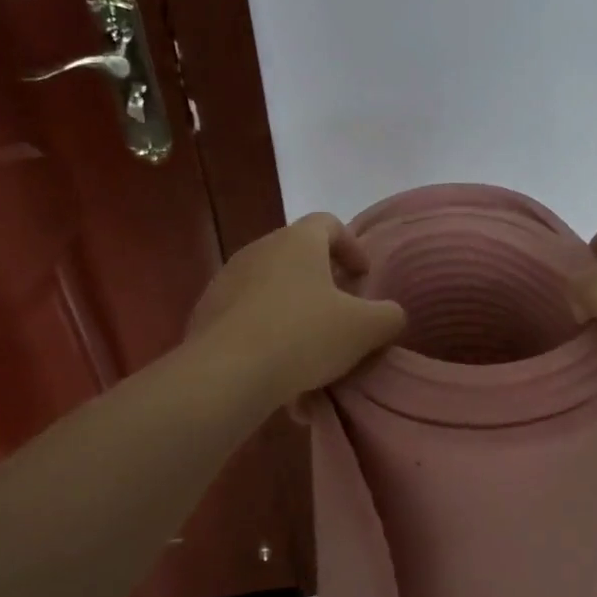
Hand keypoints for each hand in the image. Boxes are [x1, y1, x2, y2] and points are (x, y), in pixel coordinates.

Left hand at [186, 213, 406, 405]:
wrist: (227, 373)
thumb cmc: (304, 336)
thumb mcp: (365, 329)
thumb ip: (388, 316)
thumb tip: (390, 314)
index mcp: (298, 241)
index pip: (328, 223)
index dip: (351, 247)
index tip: (362, 277)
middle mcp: (259, 249)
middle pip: (298, 255)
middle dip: (323, 282)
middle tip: (341, 312)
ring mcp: (227, 280)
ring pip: (271, 288)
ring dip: (294, 310)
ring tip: (310, 349)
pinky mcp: (206, 313)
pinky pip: (247, 316)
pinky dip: (267, 333)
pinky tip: (278, 369)